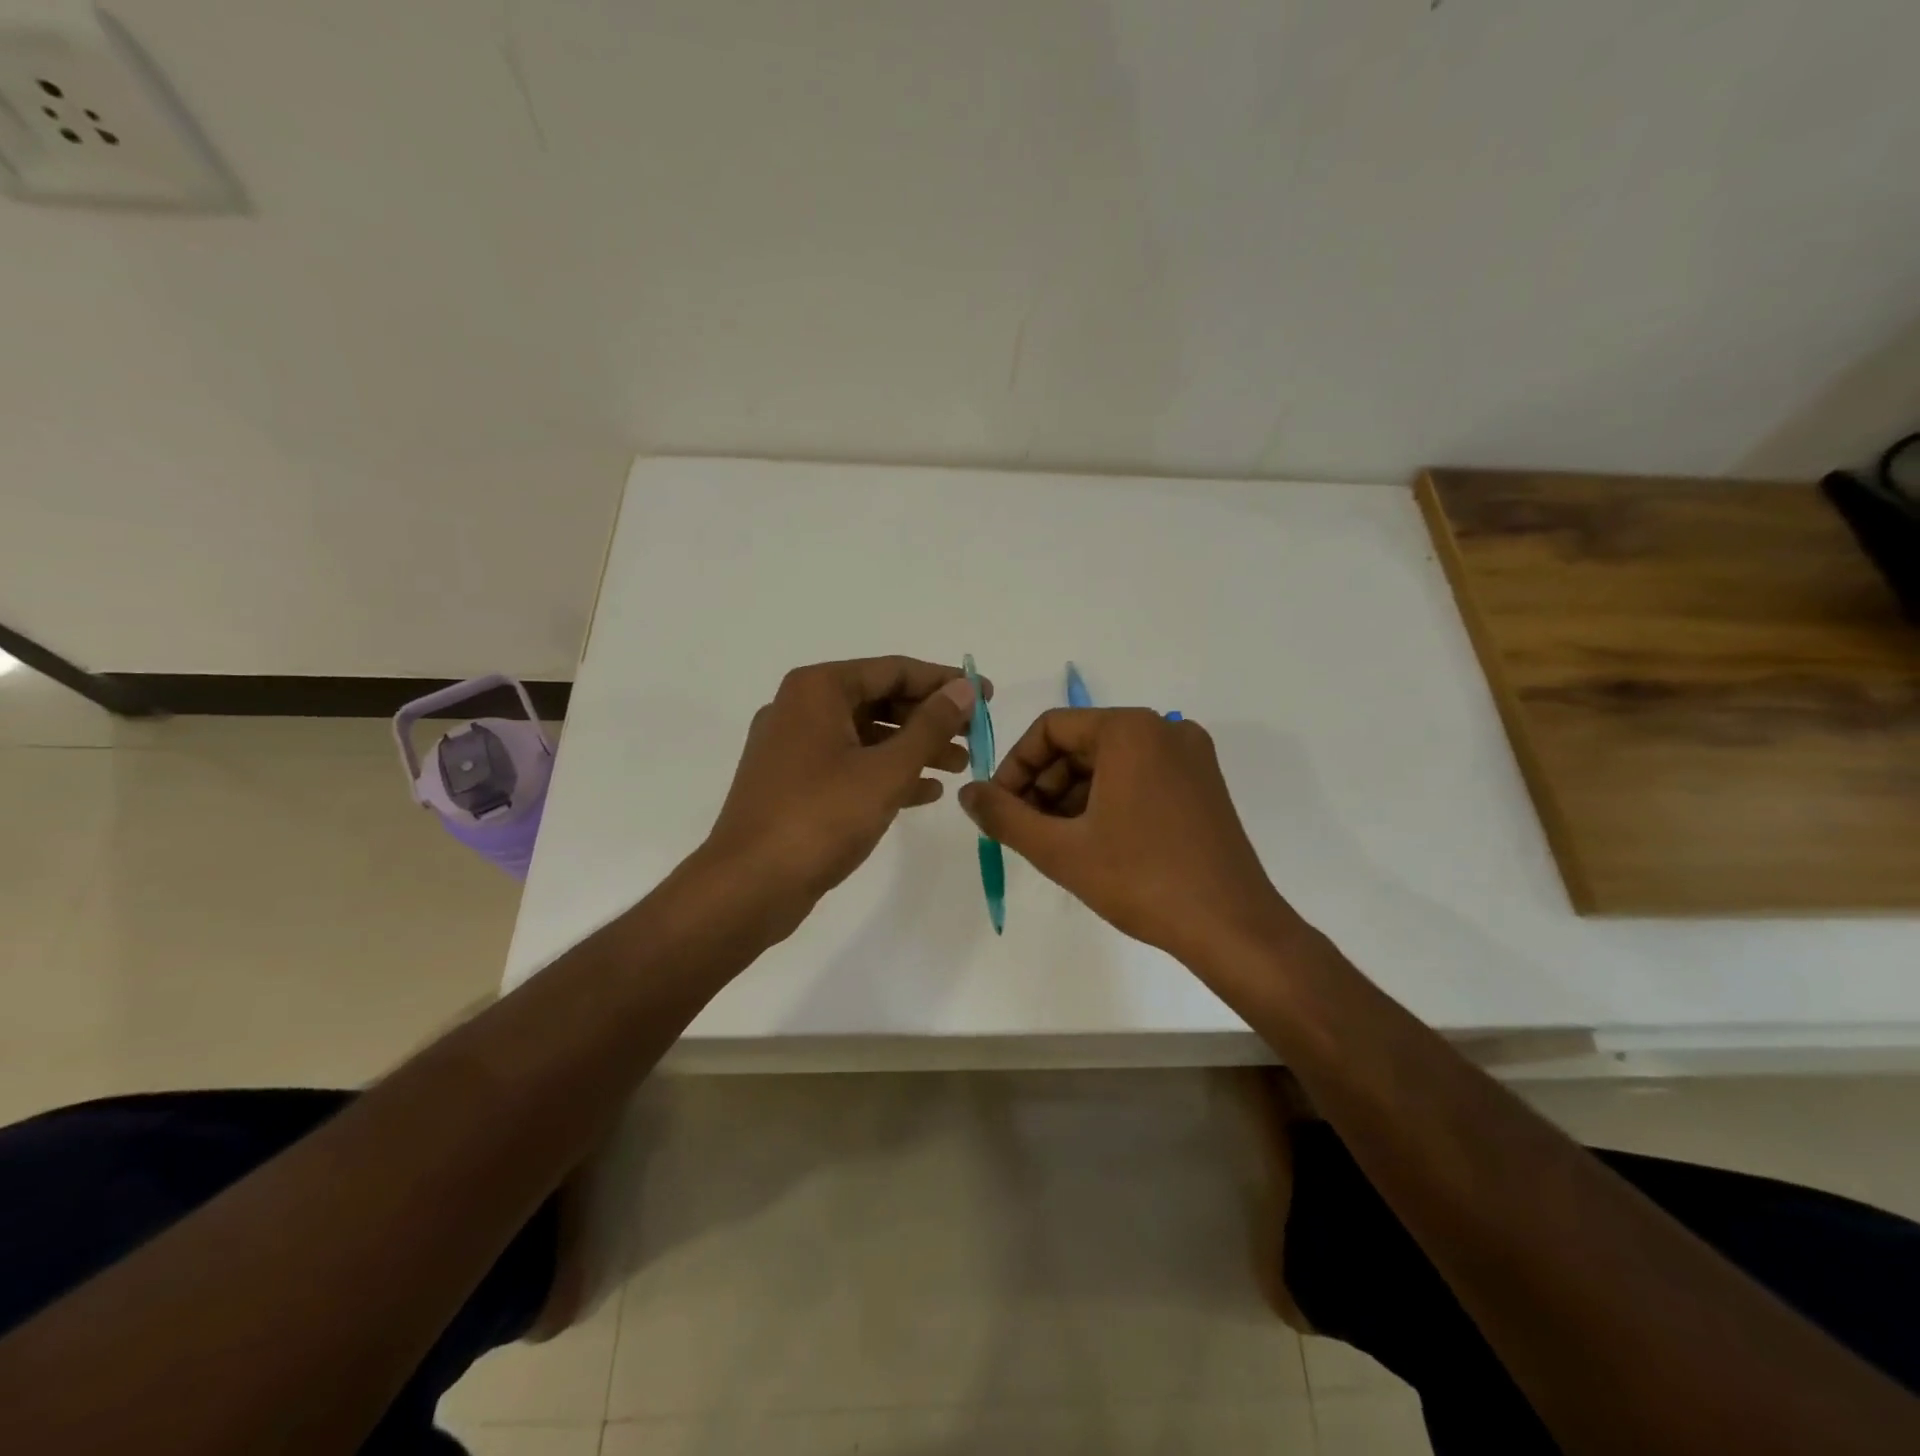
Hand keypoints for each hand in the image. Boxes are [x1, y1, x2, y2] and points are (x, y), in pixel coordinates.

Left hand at [705, 656, 986, 916]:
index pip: (894, 670)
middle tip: (975, 736)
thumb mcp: (886, 770)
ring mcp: (793, 747)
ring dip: (913, 748)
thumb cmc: (821, 817)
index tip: (986, 695)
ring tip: (960, 766)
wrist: (749, 886)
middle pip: (879, 700)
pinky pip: (849, 765)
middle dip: (930, 719)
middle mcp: (801, 708)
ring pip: (866, 735)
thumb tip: (964, 690)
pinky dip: (886, 773)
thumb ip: (930, 726)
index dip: (945, 682)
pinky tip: (925, 792)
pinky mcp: (793, 783)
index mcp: (818, 689)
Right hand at [958, 709, 1300, 965]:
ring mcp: (1190, 756)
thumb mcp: (1060, 849)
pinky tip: (1093, 842)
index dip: (1015, 766)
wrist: (1232, 927)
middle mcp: (1163, 729)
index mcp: (1130, 730)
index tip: (1000, 808)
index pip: (1051, 729)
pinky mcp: (1203, 784)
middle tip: (1025, 830)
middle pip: (1081, 744)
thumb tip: (967, 793)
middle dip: (1044, 785)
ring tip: (1055, 842)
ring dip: (1072, 796)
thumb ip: (1004, 816)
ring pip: (1109, 763)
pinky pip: (1139, 777)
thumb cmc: (1141, 880)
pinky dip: (1107, 801)